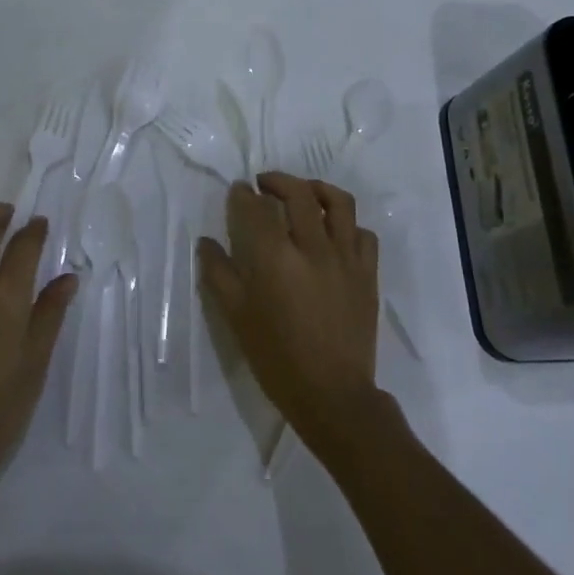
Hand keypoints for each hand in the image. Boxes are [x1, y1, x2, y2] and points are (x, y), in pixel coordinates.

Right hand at [197, 173, 382, 446]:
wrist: (332, 393)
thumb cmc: (276, 357)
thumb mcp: (235, 317)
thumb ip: (218, 274)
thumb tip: (206, 242)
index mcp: (275, 259)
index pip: (256, 208)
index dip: (243, 194)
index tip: (238, 191)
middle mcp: (313, 248)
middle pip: (299, 194)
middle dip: (277, 181)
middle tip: (264, 184)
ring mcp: (346, 258)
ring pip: (339, 203)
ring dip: (317, 189)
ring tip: (304, 193)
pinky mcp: (368, 273)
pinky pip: (363, 233)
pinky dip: (347, 224)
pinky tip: (334, 233)